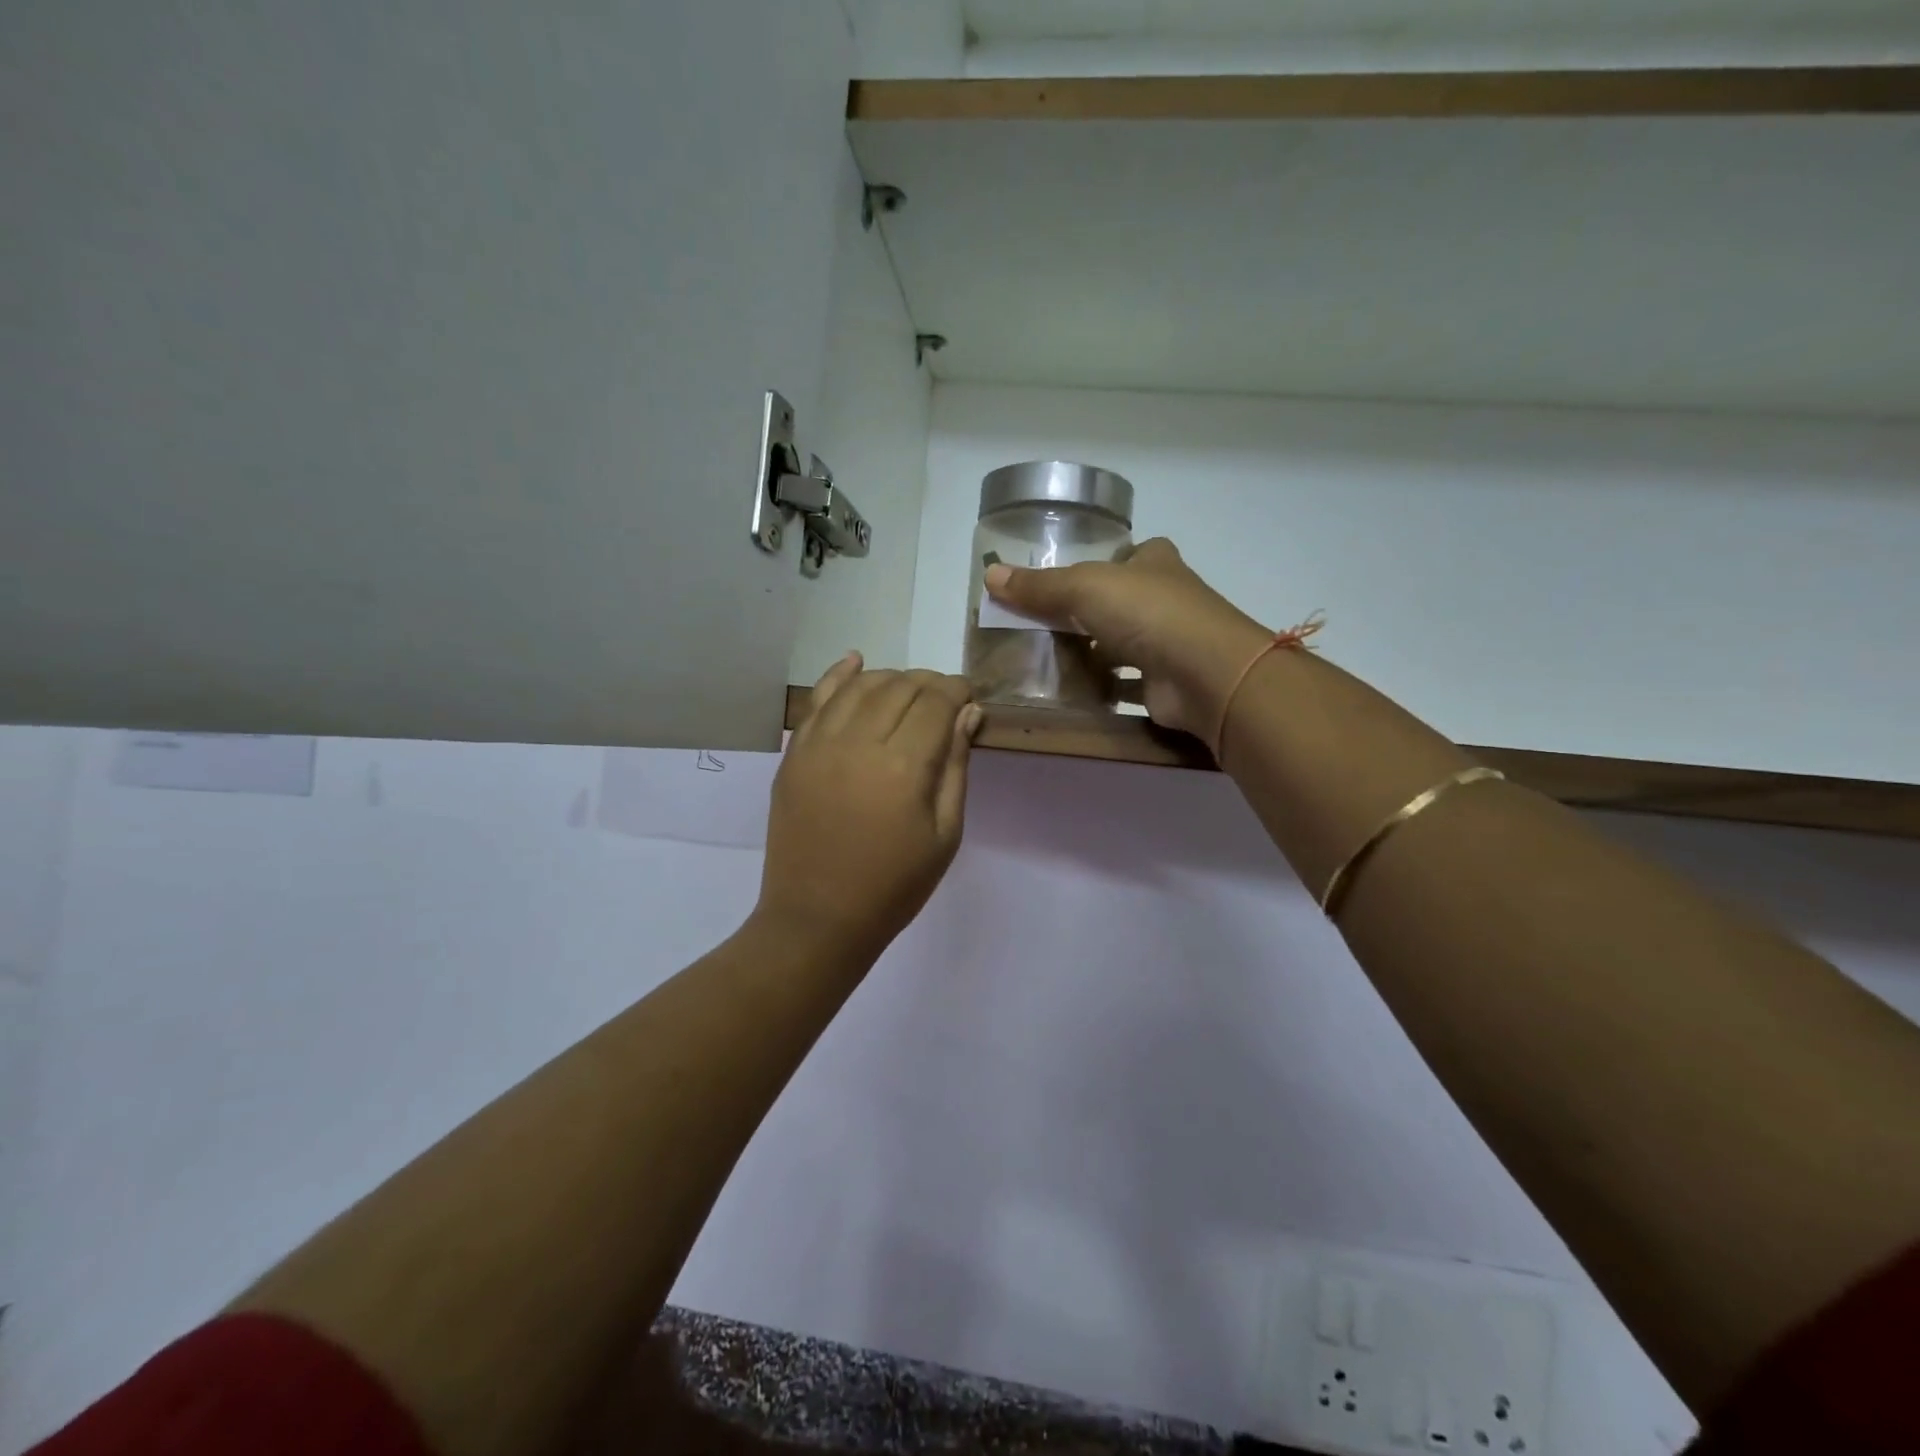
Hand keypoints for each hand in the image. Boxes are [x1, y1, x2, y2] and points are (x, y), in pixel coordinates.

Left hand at [756, 654, 981, 957]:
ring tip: (908, 691)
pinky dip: (839, 675)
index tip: (968, 697)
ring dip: (890, 678)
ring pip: (860, 685)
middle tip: (944, 698)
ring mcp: (819, 744)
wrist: (818, 918)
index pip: (935, 702)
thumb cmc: (894, 885)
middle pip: (900, 687)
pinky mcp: (794, 753)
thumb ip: (955, 766)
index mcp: (903, 766)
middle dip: (928, 684)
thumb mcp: (944, 833)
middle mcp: (858, 741)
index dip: (956, 691)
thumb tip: (967, 712)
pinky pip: (817, 699)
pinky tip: (856, 661)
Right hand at [982, 538, 1271, 739]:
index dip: (1106, 562)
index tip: (1072, 578)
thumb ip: (1039, 586)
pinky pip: (1127, 682)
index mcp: (1155, 563)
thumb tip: (990, 575)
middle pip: (1123, 601)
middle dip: (1090, 612)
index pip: (1131, 554)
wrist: (1204, 673)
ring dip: (1095, 651)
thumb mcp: (1083, 588)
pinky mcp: (1166, 683)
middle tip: (1044, 624)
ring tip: (1049, 659)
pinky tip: (1073, 693)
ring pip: (1125, 643)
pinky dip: (1104, 687)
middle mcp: (1167, 599)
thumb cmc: (1147, 613)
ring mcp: (1170, 643)